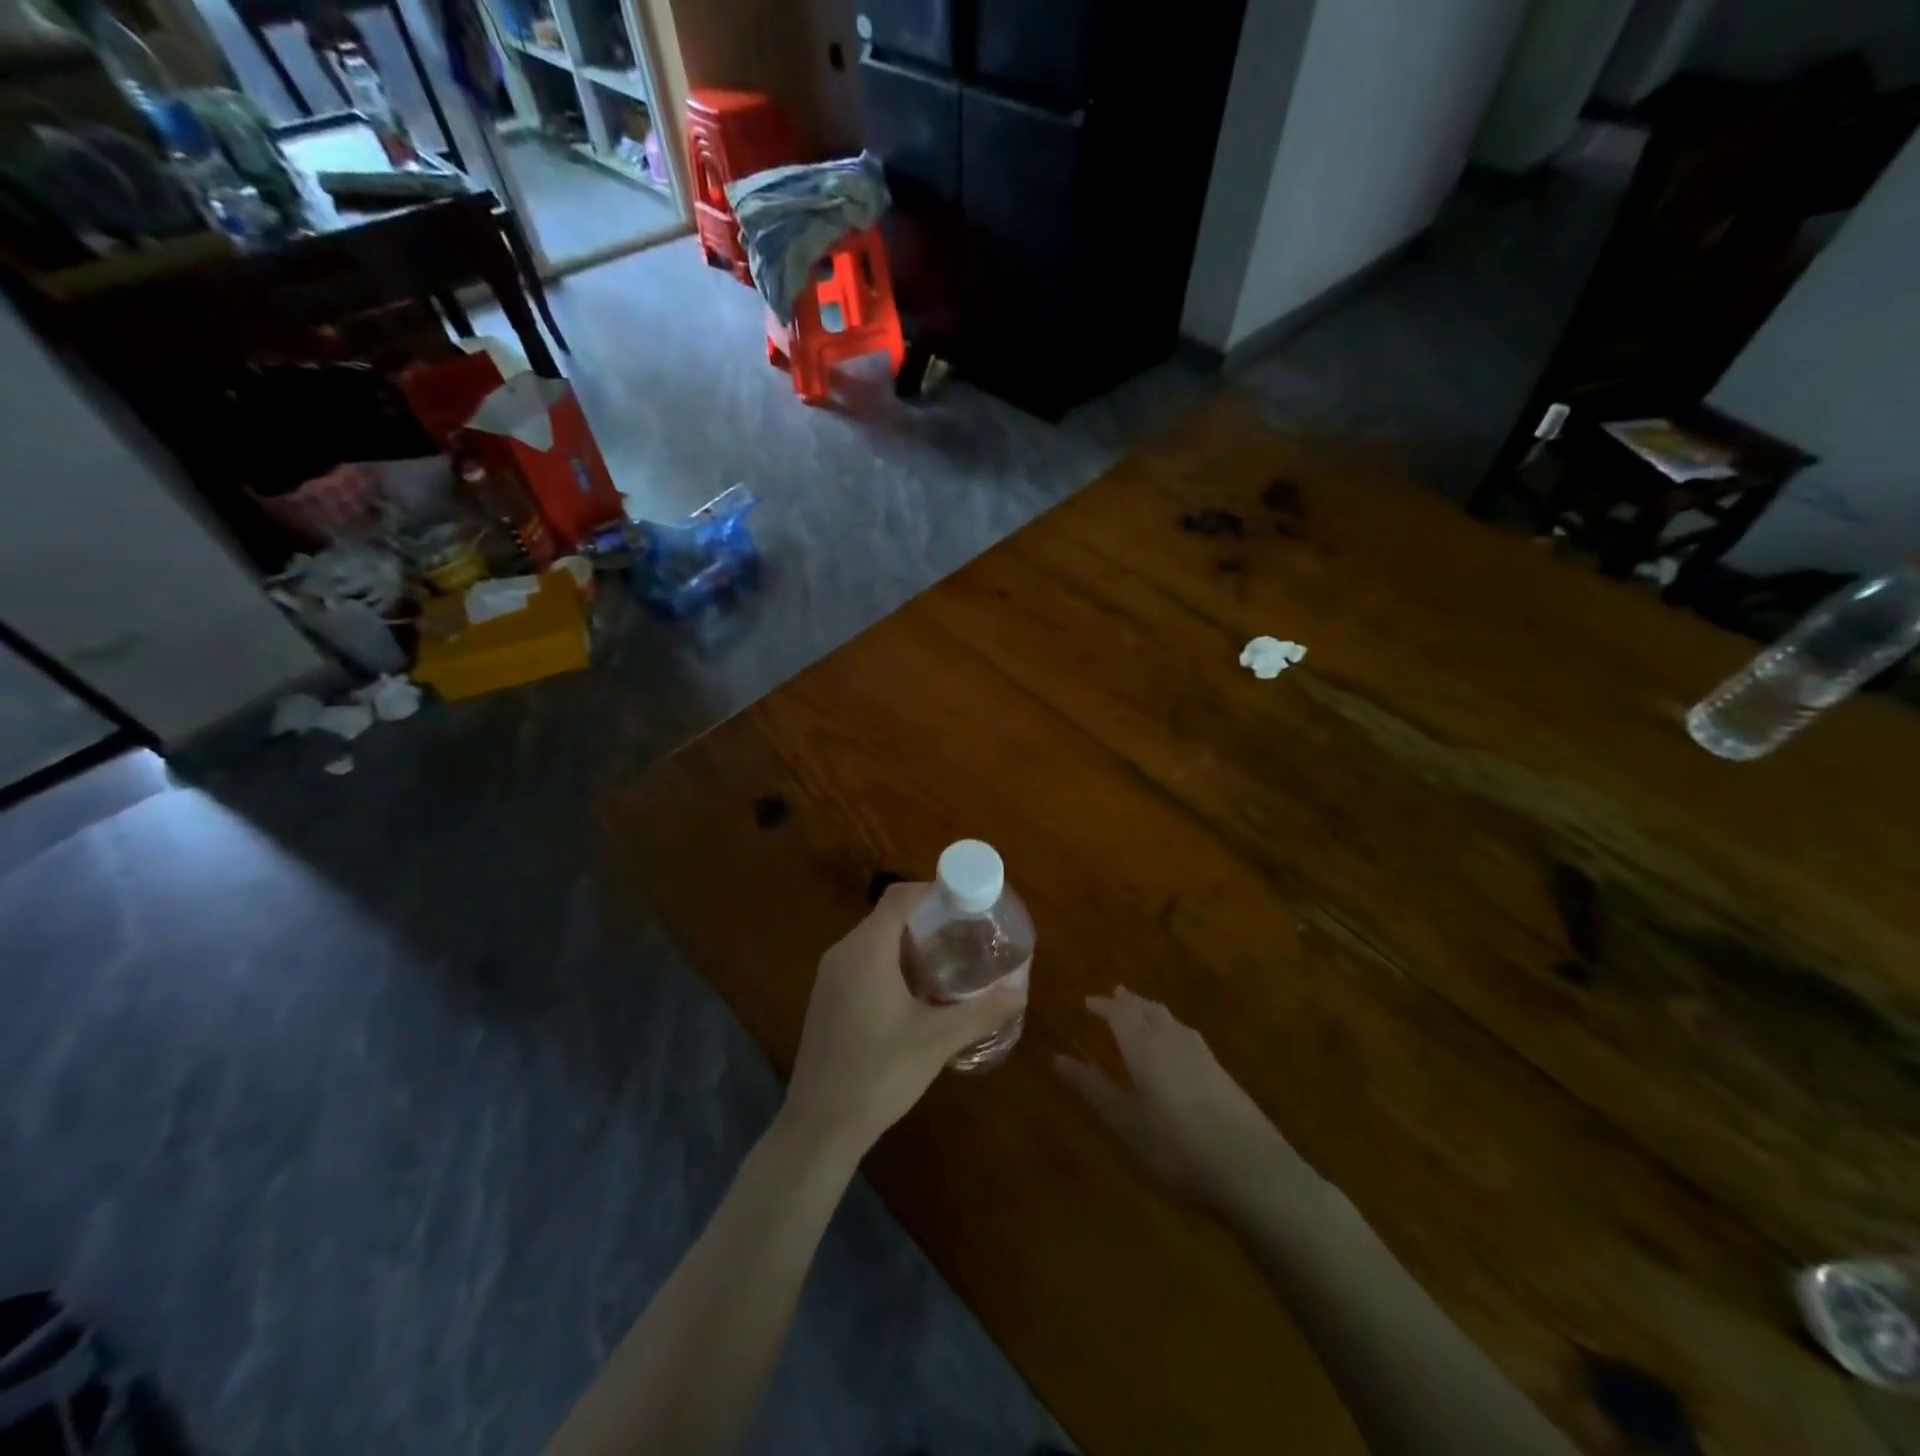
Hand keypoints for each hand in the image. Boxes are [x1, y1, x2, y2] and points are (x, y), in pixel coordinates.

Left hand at [783, 883, 1026, 1159]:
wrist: (820, 1126)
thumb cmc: (880, 1074)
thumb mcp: (937, 1041)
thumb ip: (981, 1011)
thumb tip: (1020, 991)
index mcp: (866, 950)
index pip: (900, 897)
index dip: (934, 891)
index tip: (968, 902)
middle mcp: (842, 953)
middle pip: (888, 916)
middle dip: (928, 920)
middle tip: (966, 933)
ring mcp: (829, 977)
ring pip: (874, 941)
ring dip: (910, 943)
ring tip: (949, 961)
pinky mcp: (826, 1000)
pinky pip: (862, 963)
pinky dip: (891, 964)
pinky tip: (917, 993)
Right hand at [1056, 986, 1320, 1221]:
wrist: (1252, 1171)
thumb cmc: (1176, 1148)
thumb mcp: (1124, 1123)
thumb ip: (1092, 1089)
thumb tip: (1056, 1057)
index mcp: (1145, 1047)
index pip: (1121, 1015)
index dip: (1103, 1006)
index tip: (1087, 1002)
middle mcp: (1174, 1042)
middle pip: (1149, 1011)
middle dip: (1130, 1003)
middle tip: (1116, 995)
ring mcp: (1204, 1058)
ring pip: (1173, 1022)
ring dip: (1154, 1012)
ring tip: (1144, 1012)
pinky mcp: (1224, 1076)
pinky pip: (1190, 1038)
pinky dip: (1174, 1030)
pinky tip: (1180, 1047)